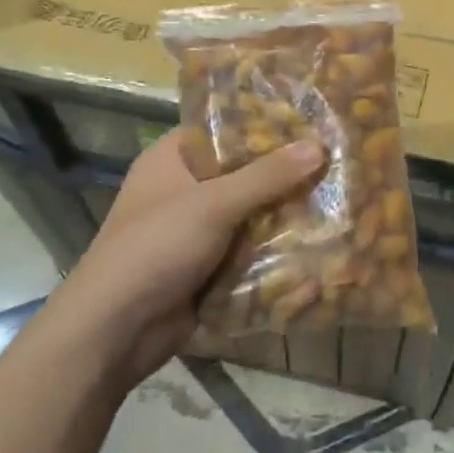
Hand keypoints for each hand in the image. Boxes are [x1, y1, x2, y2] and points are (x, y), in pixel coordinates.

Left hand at [58, 131, 323, 391]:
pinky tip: (319, 240)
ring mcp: (197, 230)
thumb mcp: (214, 204)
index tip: (312, 119)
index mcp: (173, 159)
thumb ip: (267, 175)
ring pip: (251, 212)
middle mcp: (185, 188)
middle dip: (285, 172)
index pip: (225, 128)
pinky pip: (250, 249)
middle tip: (336, 159)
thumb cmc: (156, 248)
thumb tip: (319, 146)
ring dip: (286, 212)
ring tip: (340, 196)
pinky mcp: (208, 266)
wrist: (113, 333)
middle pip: (245, 172)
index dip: (266, 123)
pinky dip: (276, 248)